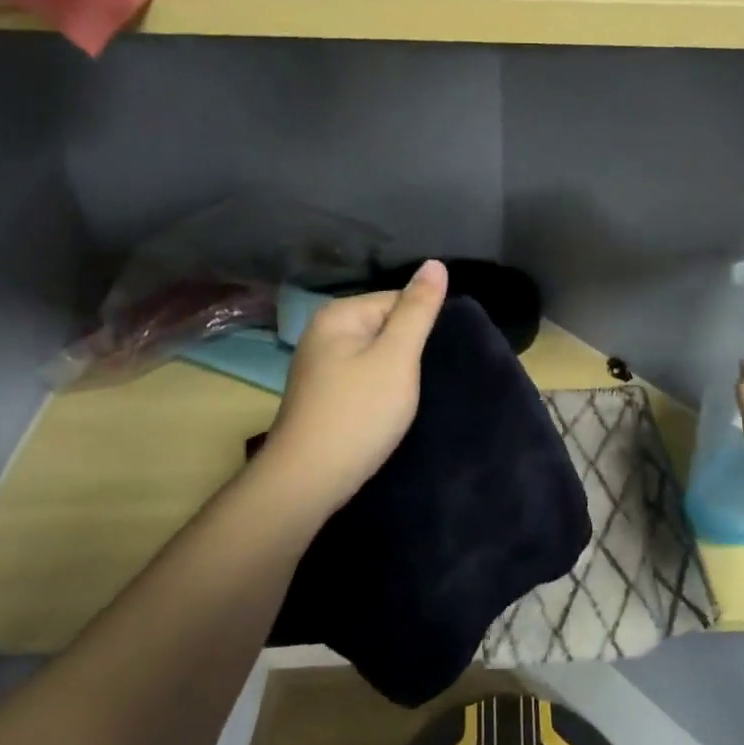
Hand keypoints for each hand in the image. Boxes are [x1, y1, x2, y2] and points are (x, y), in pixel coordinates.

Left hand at [259, 260, 448, 520]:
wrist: (308, 481)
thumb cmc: (358, 413)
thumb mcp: (397, 358)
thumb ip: (418, 310)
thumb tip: (436, 263)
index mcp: (339, 315)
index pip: (397, 300)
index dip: (421, 328)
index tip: (432, 359)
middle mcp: (323, 332)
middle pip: (386, 326)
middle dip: (409, 350)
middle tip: (421, 381)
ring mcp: (319, 365)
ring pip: (376, 354)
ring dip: (396, 373)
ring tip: (406, 398)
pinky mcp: (322, 394)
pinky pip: (362, 377)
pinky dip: (379, 390)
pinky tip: (386, 410)